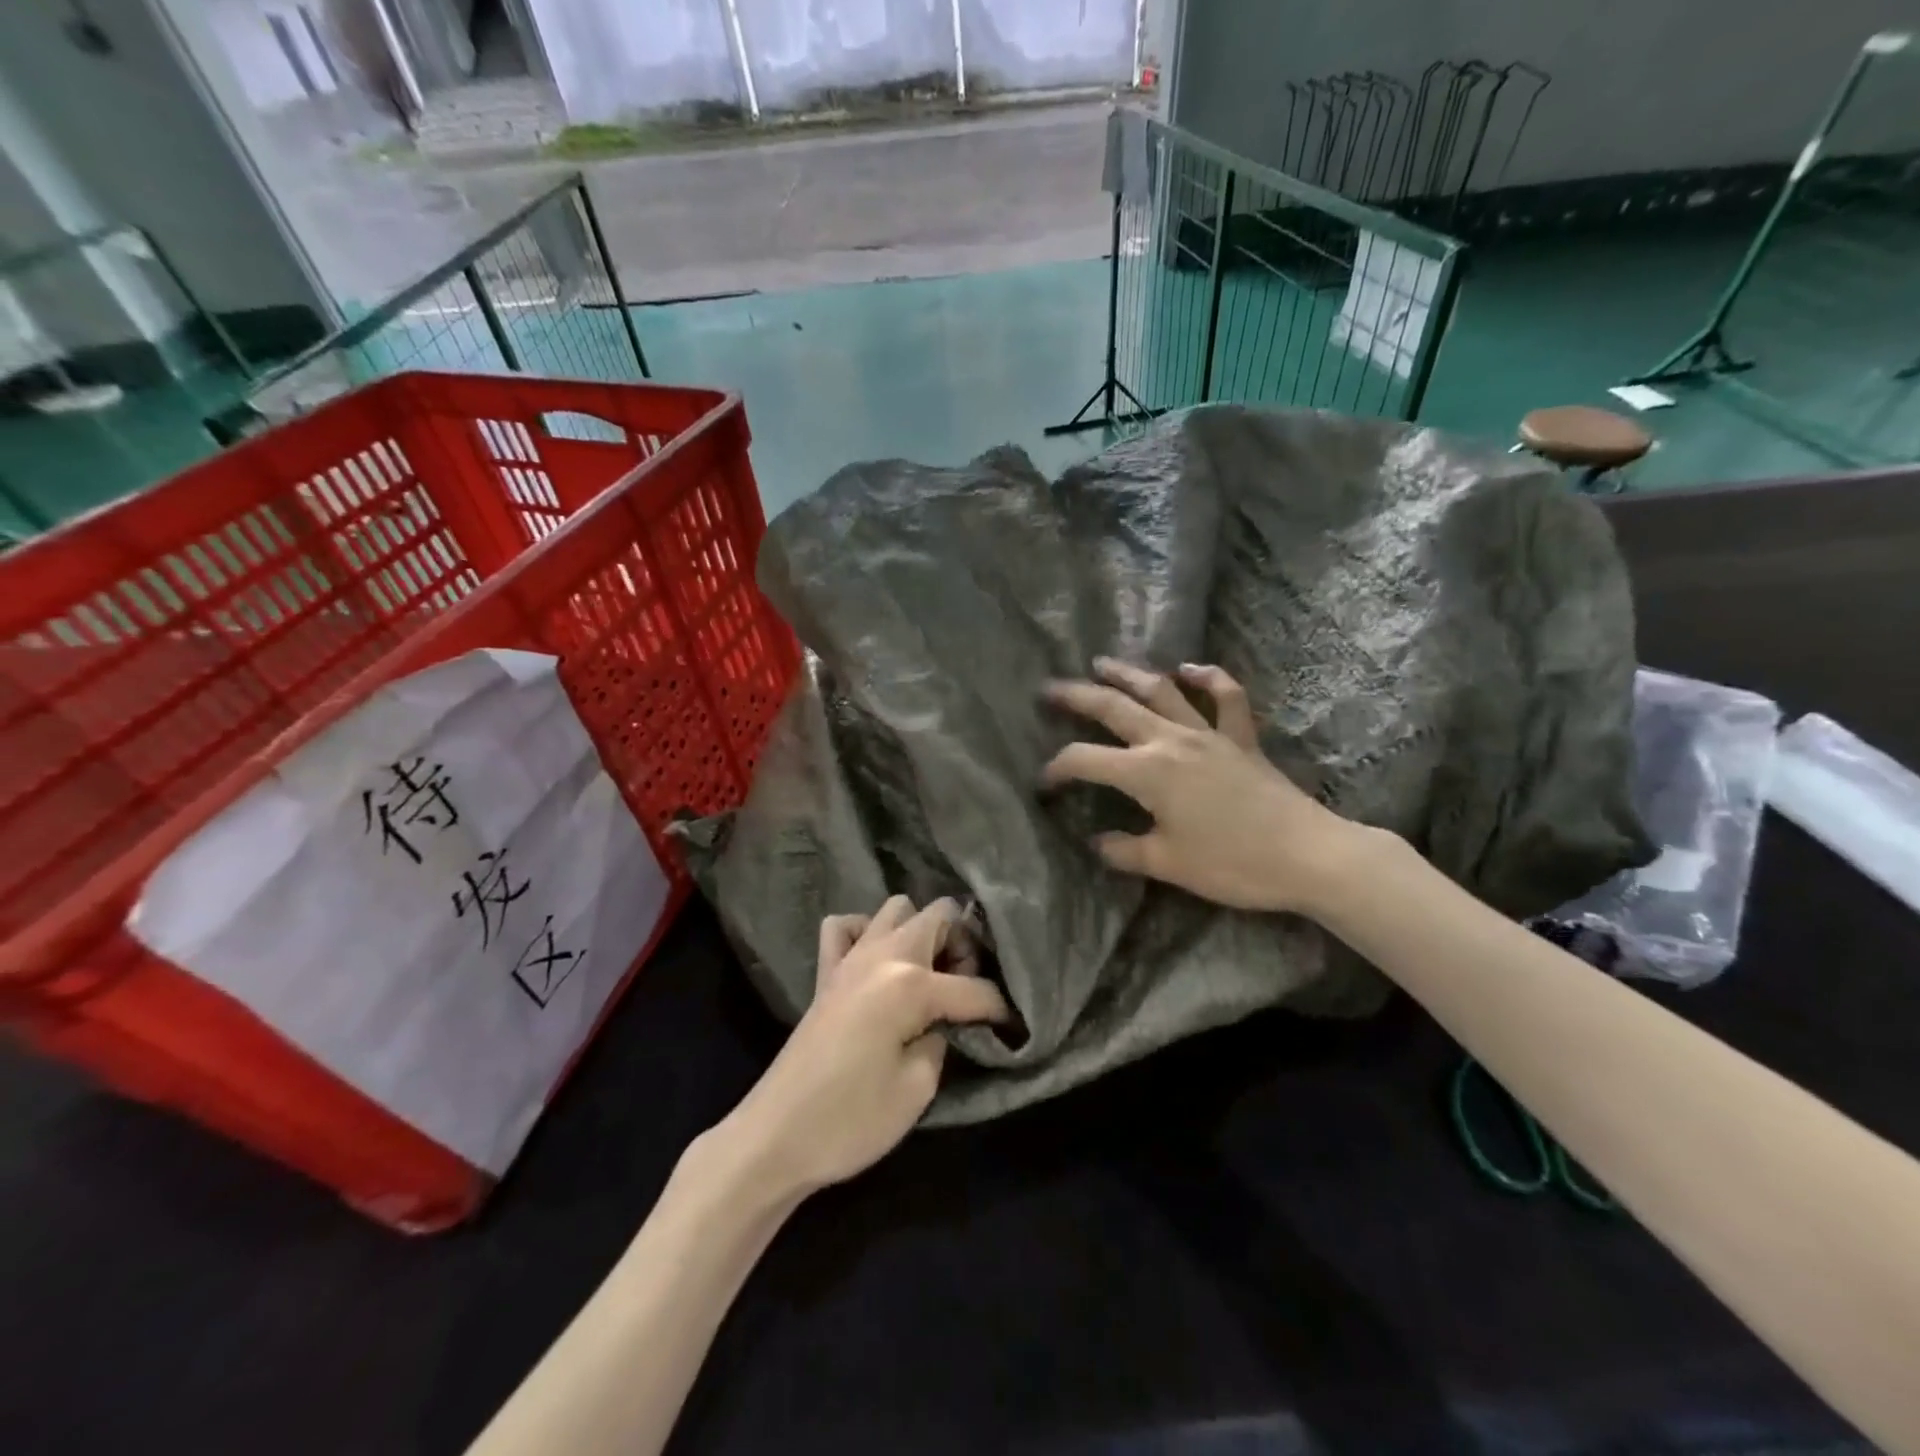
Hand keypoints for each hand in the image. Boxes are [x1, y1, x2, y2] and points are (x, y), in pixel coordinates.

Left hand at [724, 896, 1008, 1199]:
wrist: (776, 1137)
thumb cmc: (851, 1119)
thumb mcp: (918, 1089)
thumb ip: (942, 1041)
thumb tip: (945, 1024)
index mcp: (911, 984)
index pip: (974, 986)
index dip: (1000, 1009)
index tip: (1015, 1028)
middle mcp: (883, 955)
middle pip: (938, 916)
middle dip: (963, 945)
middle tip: (965, 990)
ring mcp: (850, 958)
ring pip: (896, 908)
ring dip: (920, 931)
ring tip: (928, 974)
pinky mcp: (826, 973)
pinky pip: (846, 927)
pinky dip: (866, 932)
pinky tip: (876, 963)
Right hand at [1040, 659, 1358, 914]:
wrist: (1306, 855)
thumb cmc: (1232, 863)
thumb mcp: (1168, 864)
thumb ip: (1124, 850)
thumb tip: (1097, 842)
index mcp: (1146, 772)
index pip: (1085, 760)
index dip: (1057, 768)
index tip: (1042, 783)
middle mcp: (1171, 741)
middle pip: (1114, 708)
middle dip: (1077, 696)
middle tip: (1049, 688)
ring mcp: (1209, 733)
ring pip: (1162, 692)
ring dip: (1129, 674)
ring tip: (1102, 662)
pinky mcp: (1241, 738)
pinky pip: (1226, 698)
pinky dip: (1208, 679)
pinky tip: (1190, 669)